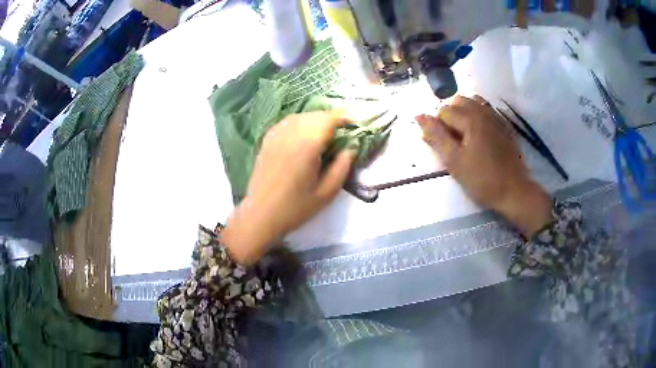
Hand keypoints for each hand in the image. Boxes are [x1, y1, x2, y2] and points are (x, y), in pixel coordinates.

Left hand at [222, 111, 354, 263]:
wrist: (261, 215)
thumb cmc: (296, 208)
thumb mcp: (327, 192)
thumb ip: (342, 167)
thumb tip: (351, 147)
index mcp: (307, 145)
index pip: (328, 120)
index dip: (344, 116)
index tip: (355, 121)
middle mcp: (290, 134)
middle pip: (315, 115)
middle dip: (331, 118)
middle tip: (343, 129)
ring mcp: (275, 135)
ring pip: (300, 116)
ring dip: (315, 119)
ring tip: (325, 131)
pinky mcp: (266, 141)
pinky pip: (286, 123)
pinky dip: (299, 122)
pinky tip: (304, 133)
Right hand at [416, 96, 551, 236]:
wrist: (514, 191)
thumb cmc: (481, 179)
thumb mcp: (454, 161)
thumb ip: (436, 136)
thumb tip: (419, 116)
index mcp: (470, 118)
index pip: (444, 111)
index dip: (438, 127)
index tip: (443, 147)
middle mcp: (483, 111)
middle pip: (458, 102)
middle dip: (450, 117)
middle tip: (453, 141)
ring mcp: (497, 117)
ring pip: (474, 102)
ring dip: (464, 113)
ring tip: (465, 135)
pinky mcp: (505, 126)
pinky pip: (487, 110)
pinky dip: (478, 116)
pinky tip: (480, 134)